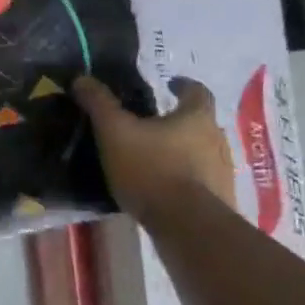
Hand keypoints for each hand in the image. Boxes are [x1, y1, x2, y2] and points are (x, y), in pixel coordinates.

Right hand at [73, 75, 236, 221]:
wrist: (187, 226)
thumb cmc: (151, 168)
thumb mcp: (115, 132)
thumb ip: (99, 104)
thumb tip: (82, 78)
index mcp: (196, 117)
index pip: (197, 91)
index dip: (182, 85)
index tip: (168, 84)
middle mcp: (217, 140)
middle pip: (200, 123)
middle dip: (179, 121)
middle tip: (151, 125)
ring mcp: (223, 173)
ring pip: (202, 153)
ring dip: (183, 152)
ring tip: (153, 158)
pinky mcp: (220, 201)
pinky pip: (201, 182)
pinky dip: (185, 179)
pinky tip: (163, 189)